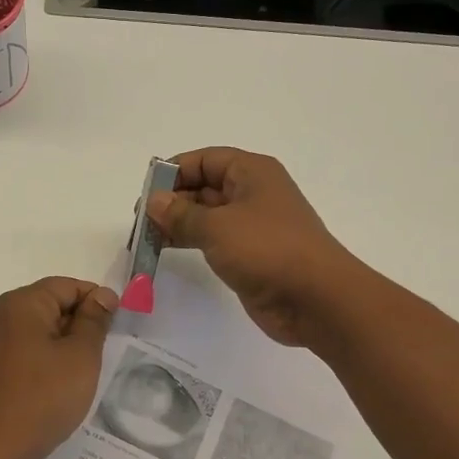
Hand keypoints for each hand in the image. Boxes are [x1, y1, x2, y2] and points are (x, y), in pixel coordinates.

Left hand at [0, 278, 117, 458]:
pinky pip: (28, 351)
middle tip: (104, 354)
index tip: (117, 327)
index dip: (97, 302)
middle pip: (53, 305)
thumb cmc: (43, 397)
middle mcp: (3, 315)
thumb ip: (94, 320)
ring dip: (66, 345)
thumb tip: (102, 295)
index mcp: (23, 303)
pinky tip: (61, 387)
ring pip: (41, 331)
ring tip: (85, 373)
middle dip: (81, 325)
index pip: (68, 286)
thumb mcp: (81, 355)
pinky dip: (48, 361)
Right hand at [146, 148, 360, 346]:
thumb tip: (155, 201)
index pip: (205, 159)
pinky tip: (168, 249)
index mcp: (252, 172)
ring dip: (178, 223)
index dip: (175, 171)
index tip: (147, 191)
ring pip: (207, 215)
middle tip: (141, 220)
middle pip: (204, 186)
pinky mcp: (251, 254)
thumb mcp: (217, 227)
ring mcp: (253, 225)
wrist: (317, 299)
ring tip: (147, 237)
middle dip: (172, 200)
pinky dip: (191, 241)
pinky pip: (214, 239)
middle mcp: (253, 193)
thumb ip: (181, 214)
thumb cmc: (267, 249)